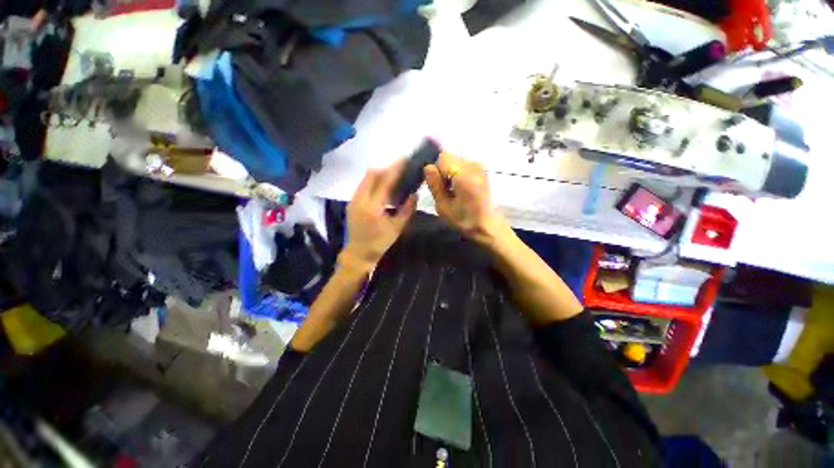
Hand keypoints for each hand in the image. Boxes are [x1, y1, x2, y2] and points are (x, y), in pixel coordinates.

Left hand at [342, 160, 415, 269]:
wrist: (358, 253)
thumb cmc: (379, 243)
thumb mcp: (397, 228)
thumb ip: (406, 210)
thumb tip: (414, 194)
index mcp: (373, 207)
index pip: (385, 182)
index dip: (395, 169)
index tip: (404, 160)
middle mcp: (360, 199)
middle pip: (371, 175)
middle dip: (386, 169)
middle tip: (399, 169)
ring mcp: (353, 200)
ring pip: (365, 179)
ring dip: (379, 175)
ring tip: (392, 177)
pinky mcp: (351, 202)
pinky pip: (363, 186)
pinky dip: (373, 182)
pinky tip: (382, 188)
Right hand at [424, 153, 508, 244]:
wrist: (486, 224)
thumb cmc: (463, 220)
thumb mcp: (443, 207)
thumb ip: (435, 185)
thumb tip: (427, 167)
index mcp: (465, 176)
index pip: (442, 158)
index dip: (436, 171)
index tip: (439, 187)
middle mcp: (474, 166)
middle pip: (448, 156)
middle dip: (442, 170)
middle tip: (445, 189)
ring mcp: (479, 165)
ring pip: (454, 159)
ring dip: (449, 171)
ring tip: (453, 189)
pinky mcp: (481, 168)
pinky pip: (461, 163)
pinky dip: (456, 172)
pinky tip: (460, 187)